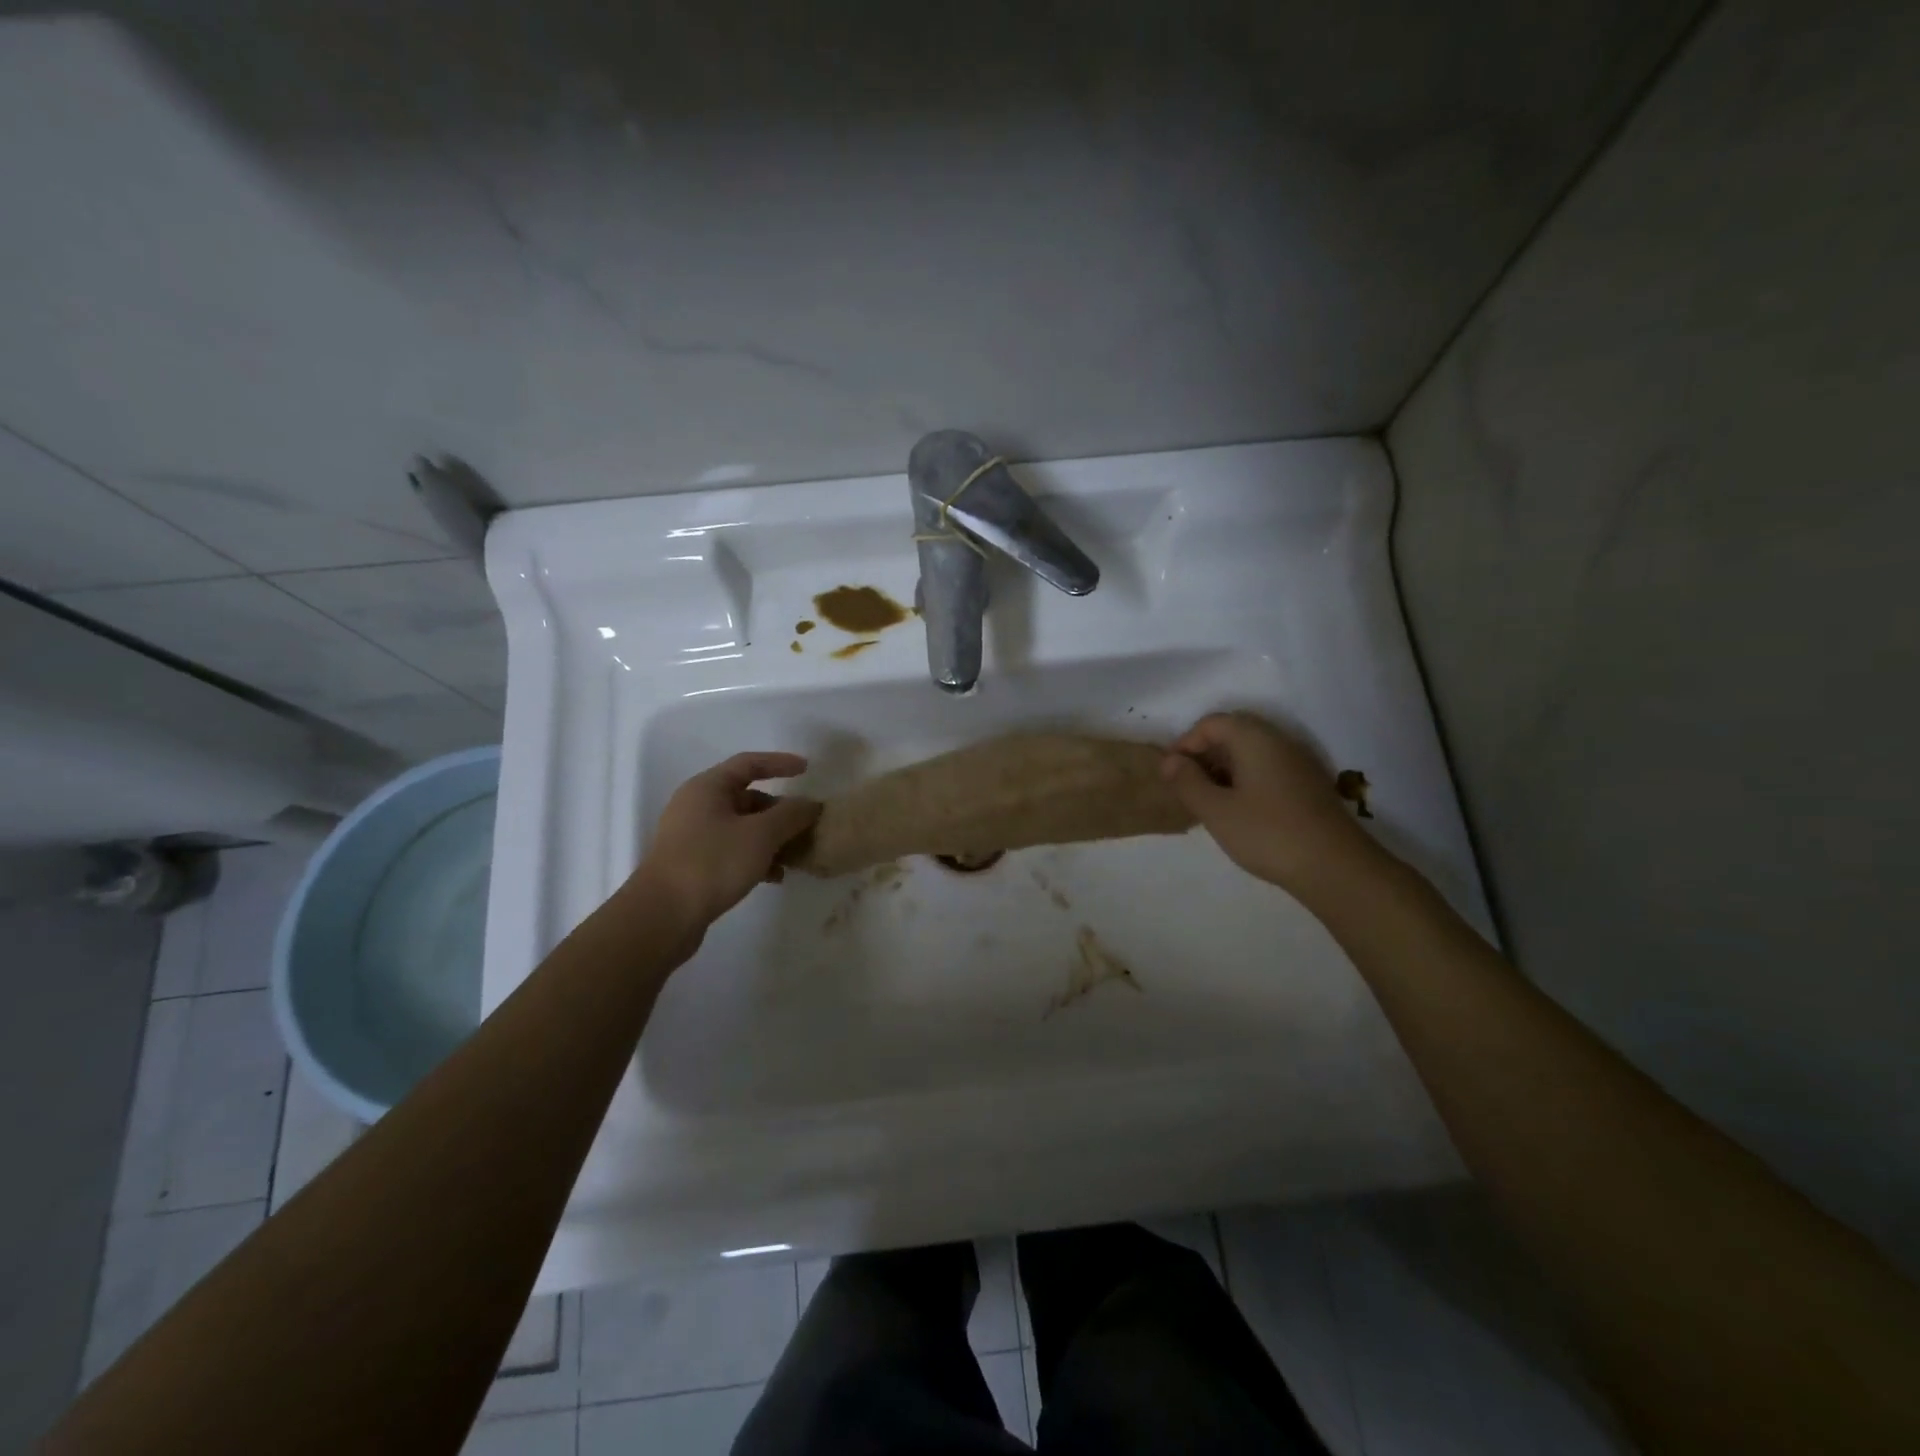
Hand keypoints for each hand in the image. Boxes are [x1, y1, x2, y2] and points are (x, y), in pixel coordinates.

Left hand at [636, 753, 820, 928]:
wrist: (662, 916)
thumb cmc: (712, 863)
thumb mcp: (760, 835)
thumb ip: (791, 815)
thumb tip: (810, 804)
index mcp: (708, 788)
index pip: (749, 763)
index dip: (780, 763)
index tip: (808, 770)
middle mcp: (697, 806)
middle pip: (747, 798)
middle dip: (780, 810)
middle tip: (807, 824)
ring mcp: (693, 836)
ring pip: (742, 827)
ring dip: (772, 837)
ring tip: (796, 855)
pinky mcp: (693, 864)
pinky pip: (732, 850)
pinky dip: (756, 857)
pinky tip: (775, 876)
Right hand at [1161, 712, 1374, 900]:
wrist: (1336, 868)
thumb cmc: (1268, 833)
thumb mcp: (1216, 810)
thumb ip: (1187, 782)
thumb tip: (1169, 761)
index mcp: (1255, 739)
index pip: (1212, 722)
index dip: (1186, 742)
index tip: (1171, 772)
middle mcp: (1279, 742)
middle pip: (1234, 732)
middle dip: (1205, 754)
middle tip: (1187, 785)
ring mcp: (1298, 763)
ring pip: (1252, 752)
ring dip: (1225, 768)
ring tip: (1209, 800)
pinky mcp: (1308, 786)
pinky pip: (1268, 769)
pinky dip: (1246, 779)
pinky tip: (1239, 810)